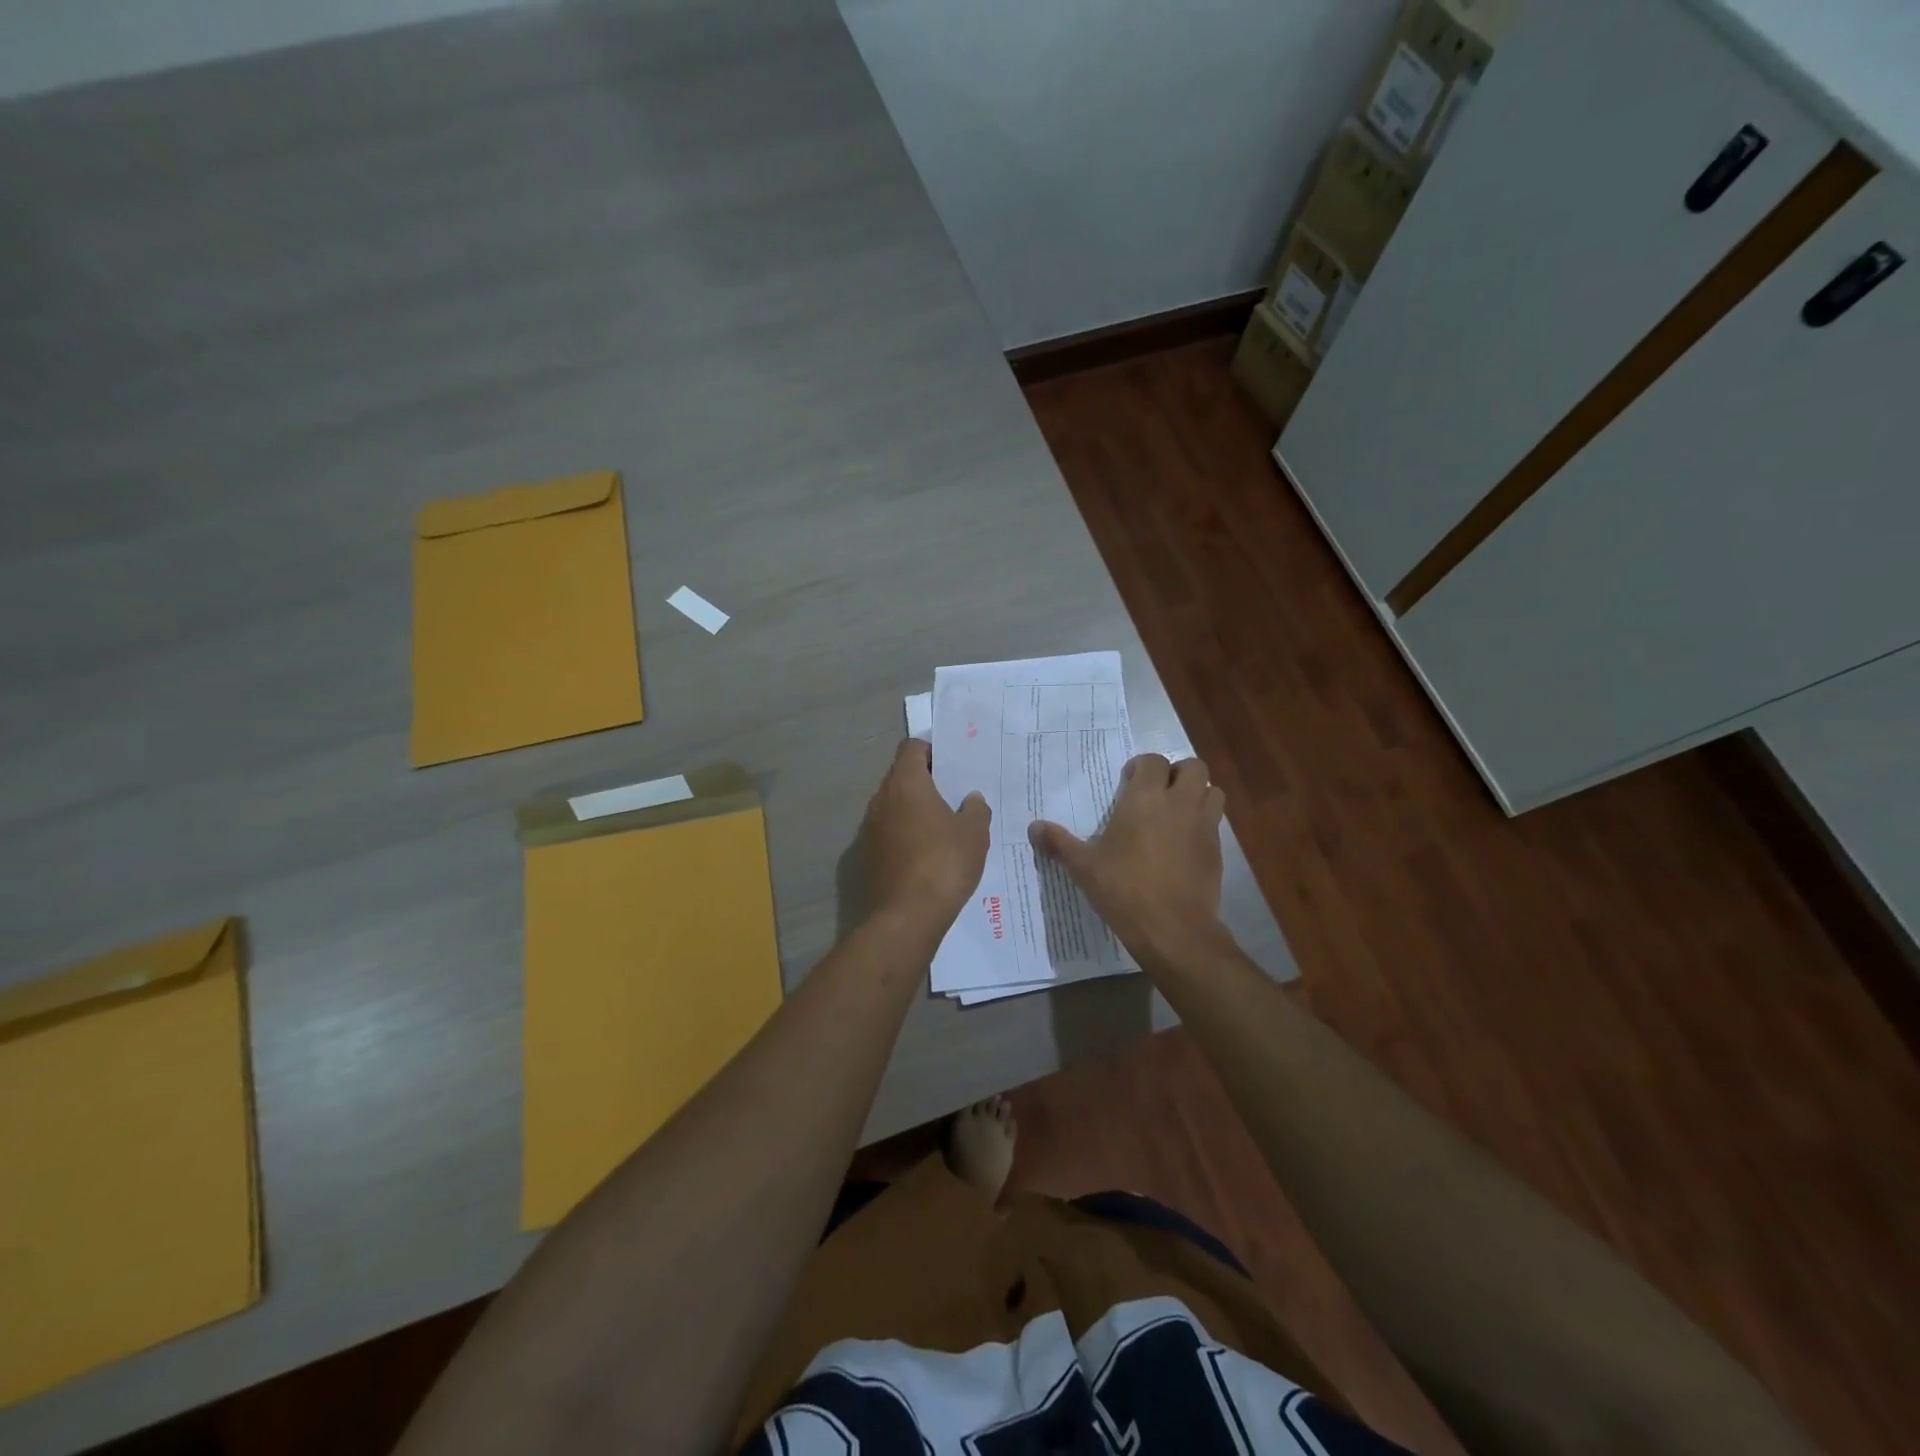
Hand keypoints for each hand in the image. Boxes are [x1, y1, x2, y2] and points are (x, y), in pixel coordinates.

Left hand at [864, 740, 990, 930]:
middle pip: (901, 775)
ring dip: (914, 807)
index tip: (952, 764)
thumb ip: (975, 809)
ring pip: (894, 804)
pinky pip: (889, 830)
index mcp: (906, 784)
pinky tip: (928, 849)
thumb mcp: (974, 833)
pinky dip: (906, 831)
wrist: (907, 915)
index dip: (931, 750)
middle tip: (953, 791)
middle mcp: (882, 799)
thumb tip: (971, 799)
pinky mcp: (869, 854)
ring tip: (944, 822)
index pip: (911, 748)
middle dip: (925, 779)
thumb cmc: (944, 862)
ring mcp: (871, 828)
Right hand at [1029, 753, 1225, 964]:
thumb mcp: (1084, 867)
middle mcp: (1180, 803)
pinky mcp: (1218, 851)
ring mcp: (1204, 826)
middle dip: (1177, 773)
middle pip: (1193, 767)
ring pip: (1213, 791)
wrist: (1173, 929)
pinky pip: (1216, 823)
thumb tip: (1033, 827)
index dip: (1141, 767)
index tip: (1128, 783)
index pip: (1153, 761)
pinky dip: (1204, 824)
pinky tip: (1184, 845)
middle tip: (1158, 792)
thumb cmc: (1124, 889)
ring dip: (1197, 794)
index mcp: (1145, 798)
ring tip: (1177, 813)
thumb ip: (1059, 843)